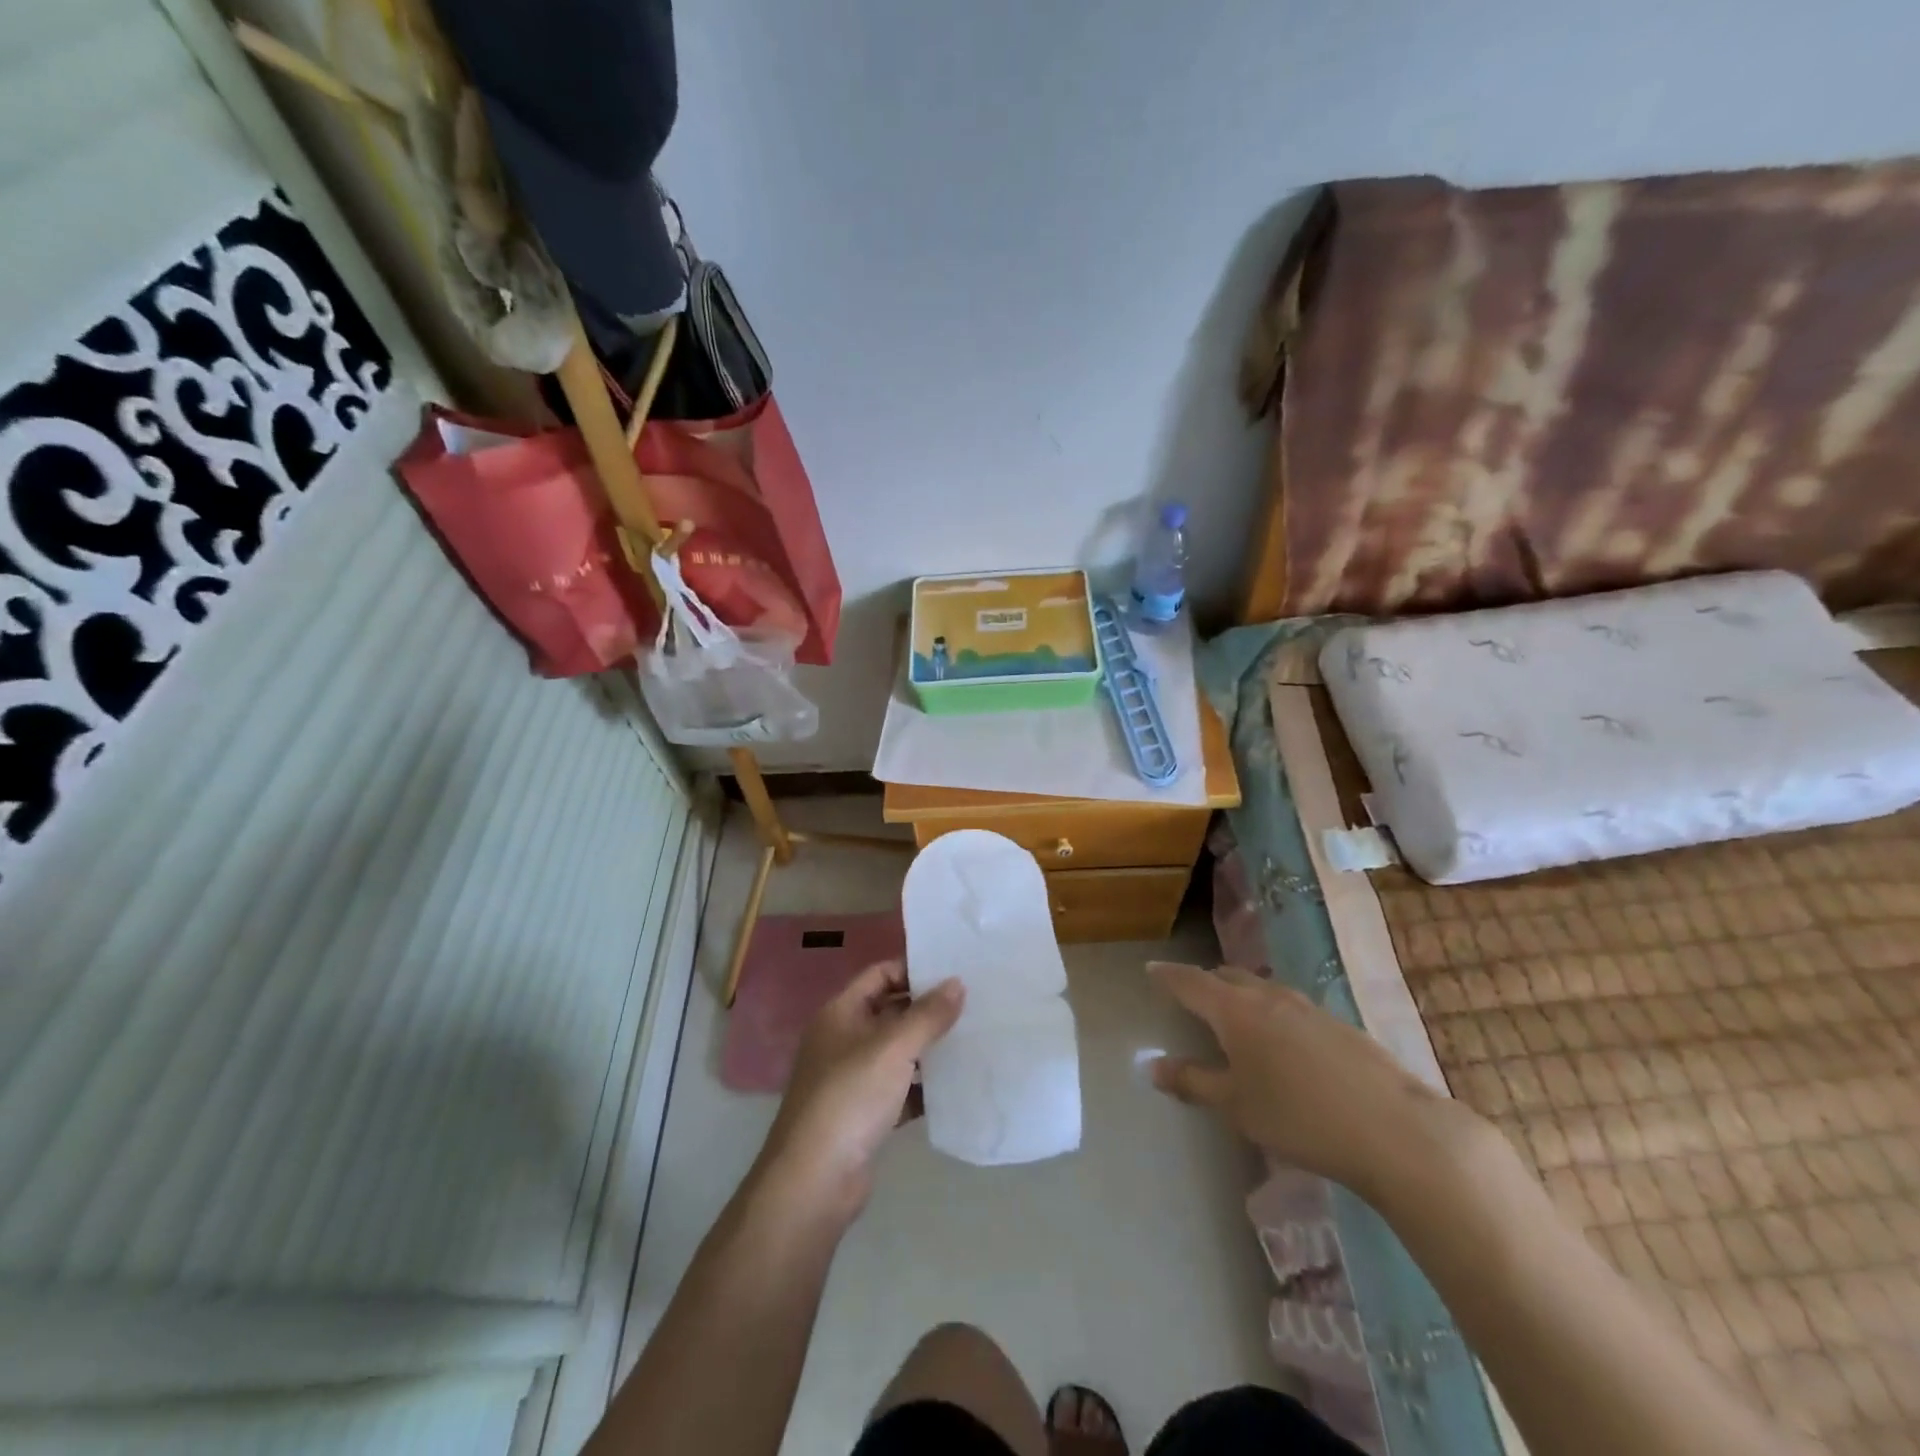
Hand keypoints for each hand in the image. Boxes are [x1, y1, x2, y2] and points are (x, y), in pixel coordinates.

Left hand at [758, 961, 963, 1220]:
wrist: (814, 1181)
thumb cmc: (849, 1098)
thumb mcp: (893, 1048)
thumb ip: (928, 1014)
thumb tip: (957, 982)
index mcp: (841, 1013)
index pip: (880, 974)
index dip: (913, 969)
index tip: (953, 971)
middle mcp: (843, 1039)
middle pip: (890, 1011)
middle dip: (927, 1008)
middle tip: (973, 1003)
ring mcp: (852, 1078)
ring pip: (897, 1051)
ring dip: (929, 1047)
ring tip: (973, 1038)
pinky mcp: (865, 1114)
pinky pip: (900, 1089)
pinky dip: (923, 1086)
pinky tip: (956, 1085)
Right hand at [1147, 961, 1470, 1198]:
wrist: (1396, 1131)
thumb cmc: (1300, 1117)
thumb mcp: (1237, 1106)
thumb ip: (1193, 1081)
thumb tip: (1152, 1066)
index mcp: (1235, 1010)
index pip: (1191, 981)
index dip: (1168, 975)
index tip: (1151, 969)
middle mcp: (1269, 996)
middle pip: (1228, 977)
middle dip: (1206, 983)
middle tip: (1191, 996)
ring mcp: (1309, 1007)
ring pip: (1262, 989)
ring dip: (1241, 995)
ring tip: (1235, 1017)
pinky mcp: (1339, 1025)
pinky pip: (1291, 1007)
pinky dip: (1272, 1013)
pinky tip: (1283, 1044)